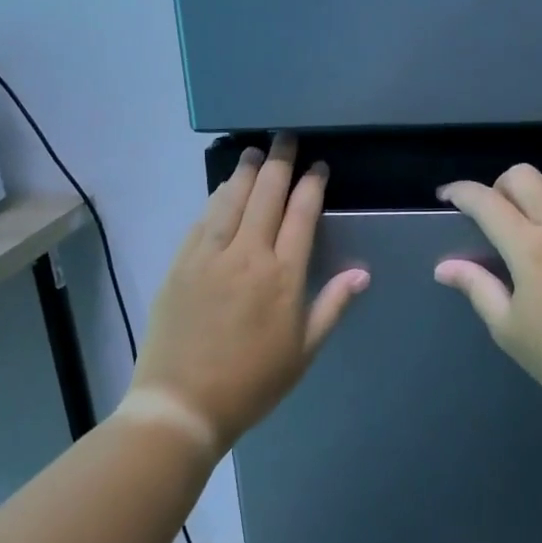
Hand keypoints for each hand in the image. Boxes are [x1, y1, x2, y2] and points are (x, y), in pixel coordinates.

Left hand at [128, 134, 369, 457]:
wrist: (182, 403)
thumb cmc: (252, 383)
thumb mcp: (303, 351)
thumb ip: (332, 306)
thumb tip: (361, 273)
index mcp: (282, 276)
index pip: (301, 215)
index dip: (312, 186)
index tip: (318, 167)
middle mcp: (246, 255)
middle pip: (265, 196)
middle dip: (279, 163)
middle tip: (285, 139)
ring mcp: (208, 257)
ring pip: (230, 201)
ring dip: (244, 173)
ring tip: (253, 152)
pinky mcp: (180, 265)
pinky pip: (201, 221)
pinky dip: (215, 200)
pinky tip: (221, 190)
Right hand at [435, 165, 541, 411]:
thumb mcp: (507, 327)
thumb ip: (477, 287)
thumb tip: (443, 266)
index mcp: (528, 247)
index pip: (486, 202)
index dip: (461, 192)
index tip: (448, 196)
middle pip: (525, 176)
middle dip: (500, 186)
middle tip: (496, 212)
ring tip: (541, 211)